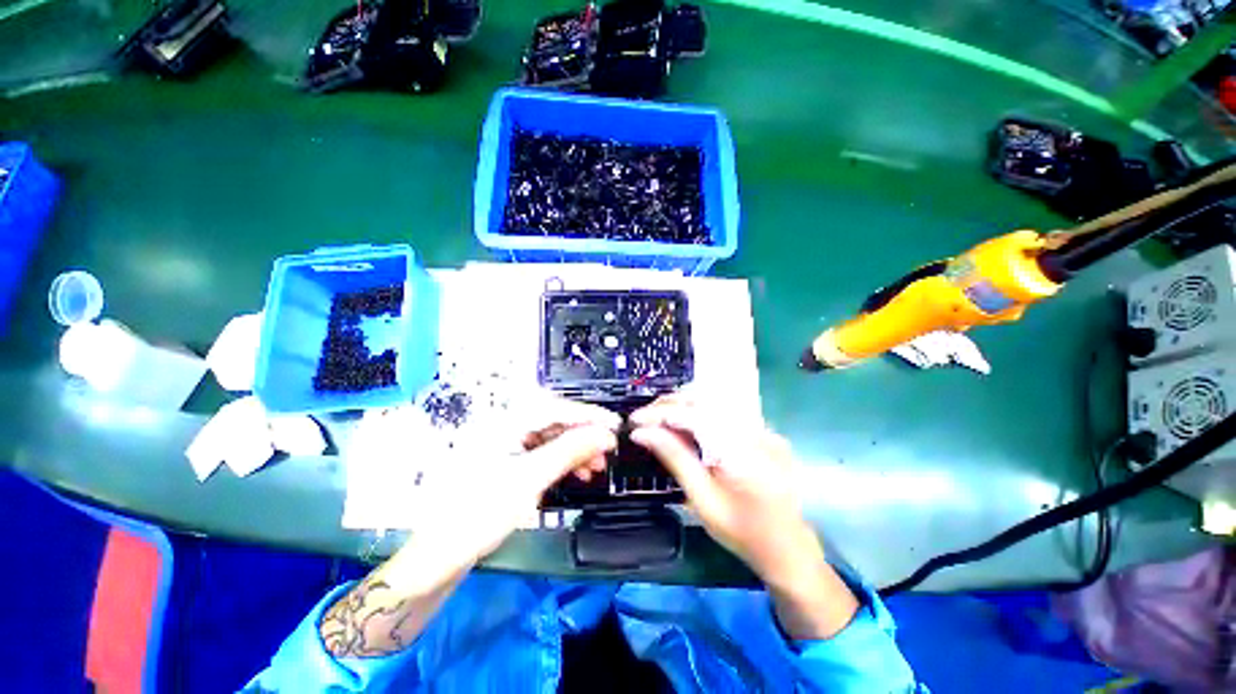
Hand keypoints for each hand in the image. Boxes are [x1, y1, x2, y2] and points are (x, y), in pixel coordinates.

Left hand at [428, 396, 619, 567]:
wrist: (437, 558)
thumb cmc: (477, 515)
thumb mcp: (529, 480)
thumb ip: (570, 451)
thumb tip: (605, 435)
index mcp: (503, 420)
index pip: (557, 407)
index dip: (589, 416)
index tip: (616, 426)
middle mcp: (504, 424)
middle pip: (555, 420)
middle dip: (584, 435)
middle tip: (607, 452)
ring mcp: (505, 443)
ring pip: (551, 436)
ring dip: (576, 449)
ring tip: (595, 467)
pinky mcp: (507, 461)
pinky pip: (542, 451)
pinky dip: (562, 460)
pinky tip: (576, 472)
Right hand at [628, 396, 820, 581]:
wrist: (789, 548)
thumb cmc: (742, 532)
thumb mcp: (702, 499)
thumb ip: (674, 458)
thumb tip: (641, 433)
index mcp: (739, 450)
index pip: (692, 415)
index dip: (659, 413)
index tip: (633, 421)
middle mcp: (754, 429)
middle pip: (704, 399)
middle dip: (669, 404)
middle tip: (644, 419)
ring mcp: (762, 427)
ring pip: (714, 401)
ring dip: (682, 406)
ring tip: (659, 420)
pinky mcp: (763, 430)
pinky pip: (725, 411)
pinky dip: (699, 413)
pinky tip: (685, 426)